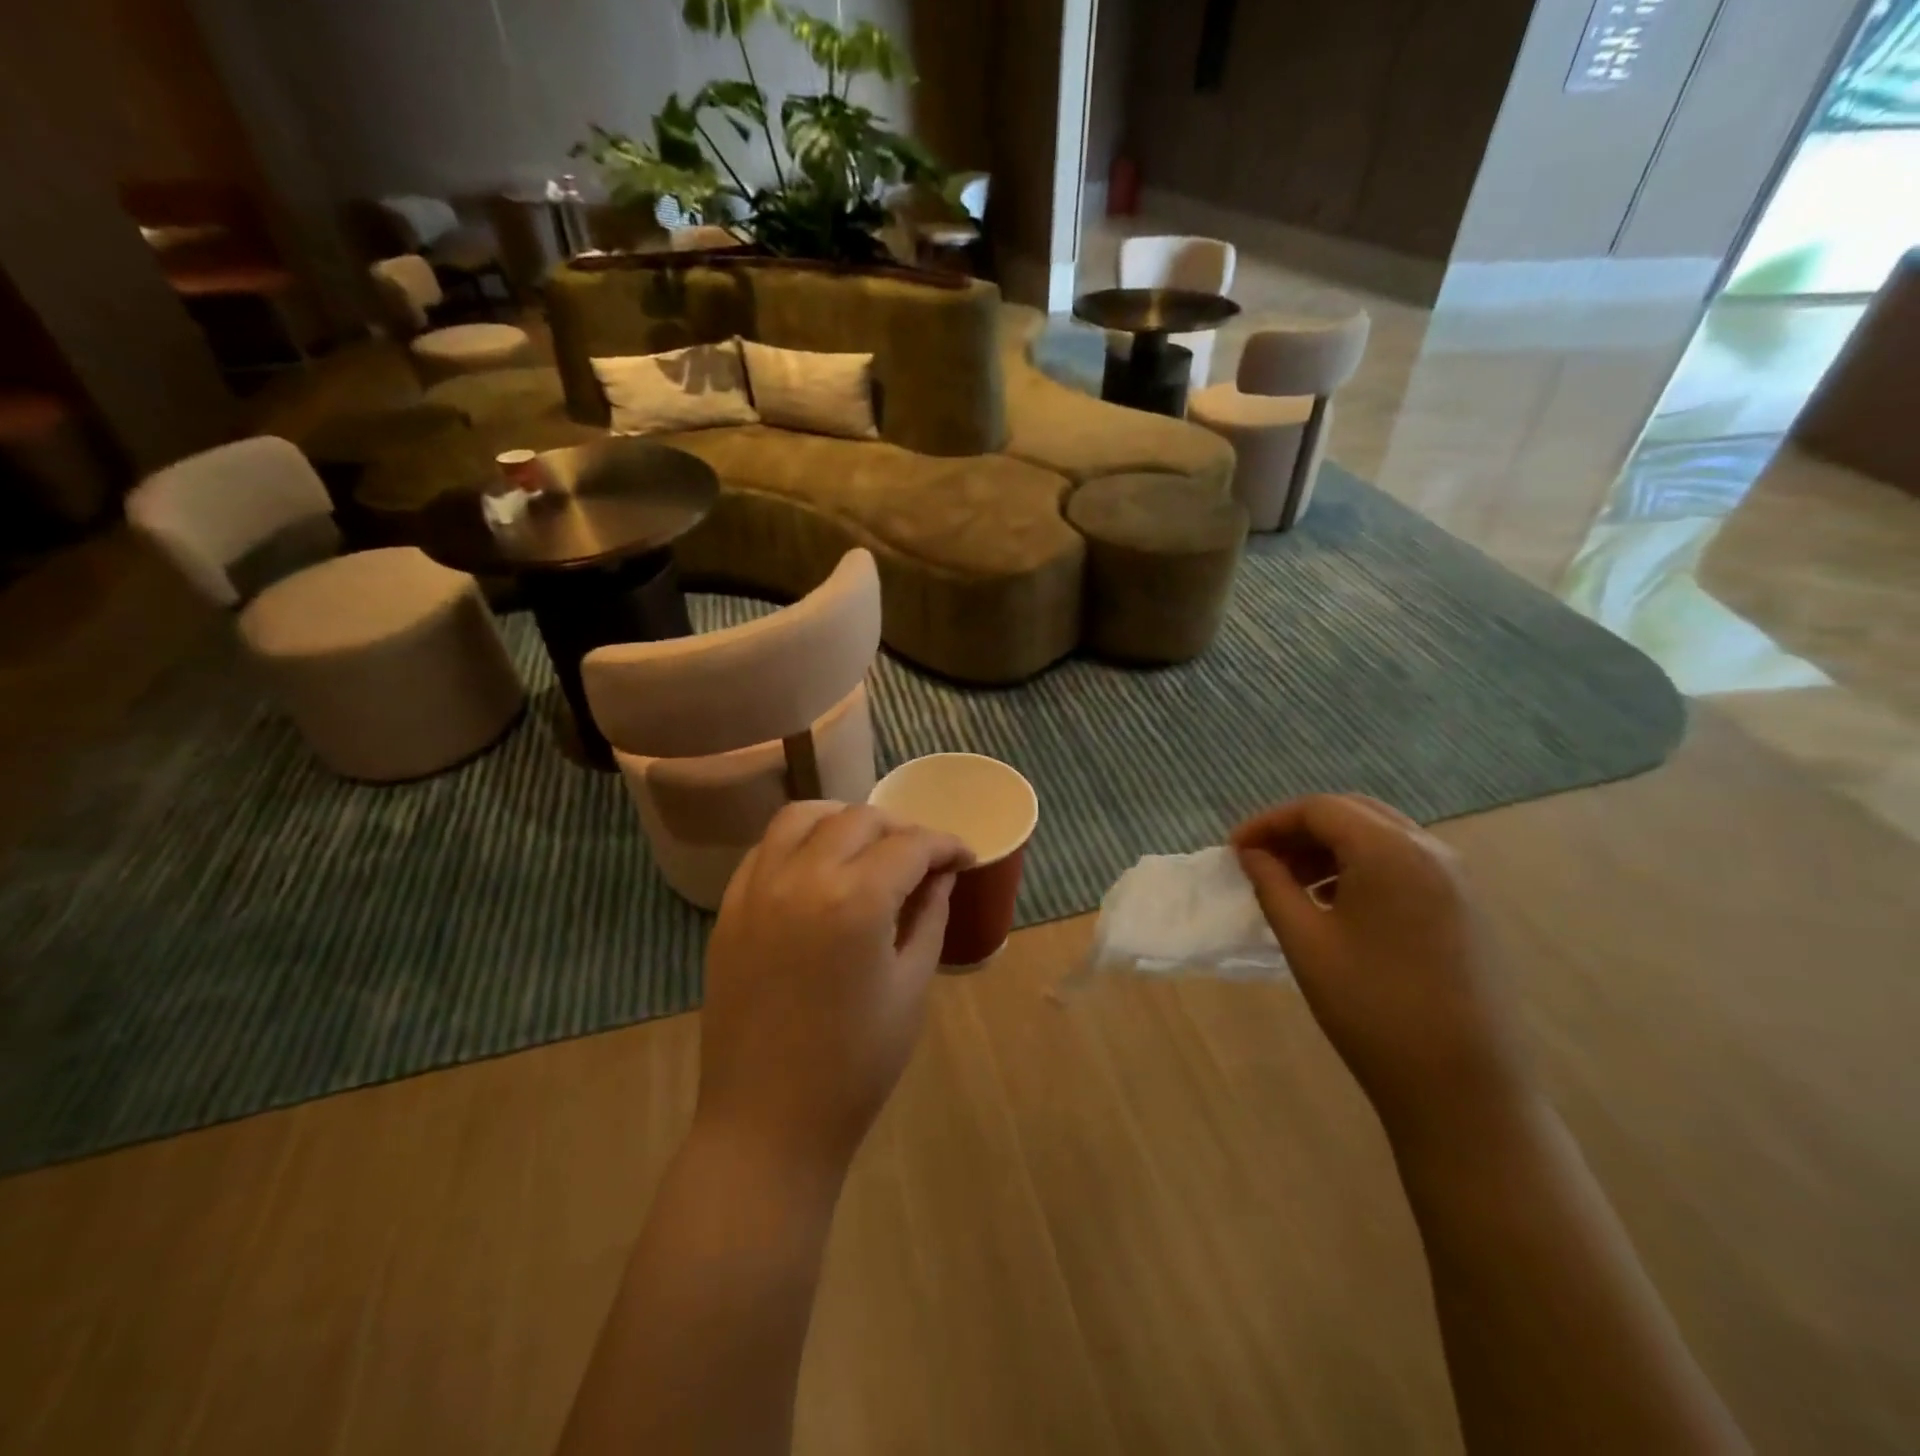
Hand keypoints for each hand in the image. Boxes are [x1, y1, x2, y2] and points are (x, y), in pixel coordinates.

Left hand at [698, 801, 972, 1175]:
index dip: (945, 845)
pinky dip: (798, 841)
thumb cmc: (857, 1063)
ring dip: (842, 820)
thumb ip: (930, 916)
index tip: (964, 857)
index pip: (910, 845)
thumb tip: (942, 876)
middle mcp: (802, 878)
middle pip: (858, 819)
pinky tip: (817, 867)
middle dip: (900, 828)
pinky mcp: (730, 909)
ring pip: (802, 817)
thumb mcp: (910, 987)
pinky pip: (765, 849)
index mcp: (856, 901)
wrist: (768, 1122)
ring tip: (866, 846)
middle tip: (922, 858)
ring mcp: (757, 890)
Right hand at [1231, 795, 1533, 1142]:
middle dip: (1299, 830)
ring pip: (1379, 836)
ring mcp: (1455, 879)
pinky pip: (1403, 864)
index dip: (1269, 822)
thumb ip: (1272, 885)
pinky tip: (1336, 904)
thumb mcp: (1305, 942)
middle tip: (1260, 860)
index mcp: (1390, 851)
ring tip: (1292, 883)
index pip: (1318, 809)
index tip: (1234, 850)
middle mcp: (1430, 851)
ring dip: (1330, 847)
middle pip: (1352, 813)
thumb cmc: (1372, 1009)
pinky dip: (1361, 867)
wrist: (1463, 1087)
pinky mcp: (1464, 908)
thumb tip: (1252, 854)